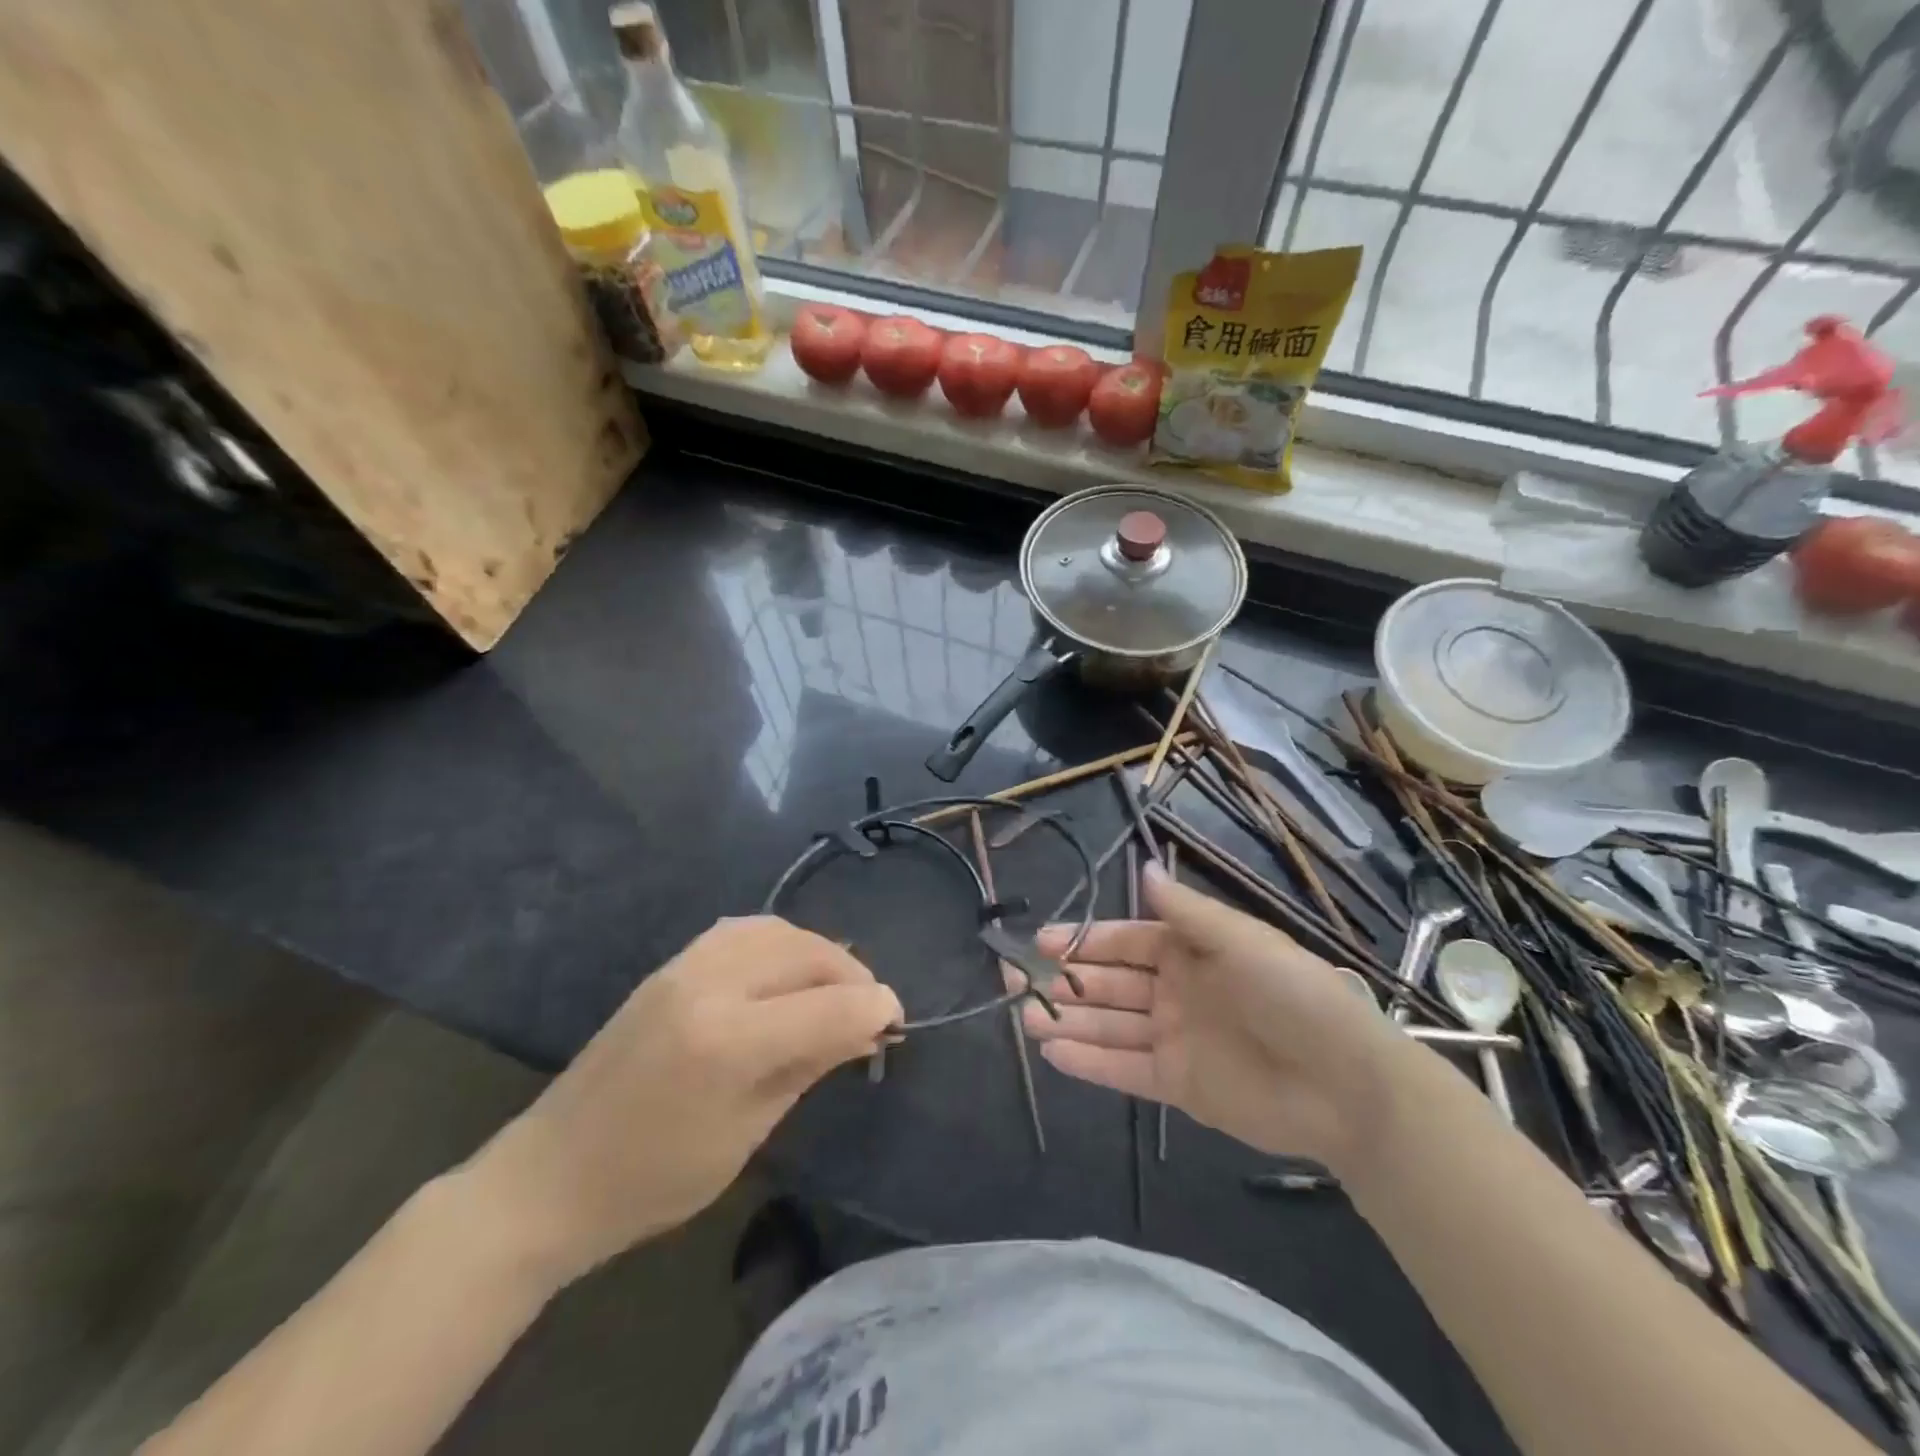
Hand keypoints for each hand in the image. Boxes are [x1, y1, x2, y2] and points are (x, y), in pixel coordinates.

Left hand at [468, 917, 900, 1285]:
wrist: (550, 1176)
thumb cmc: (654, 1179)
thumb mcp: (747, 1133)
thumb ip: (809, 1066)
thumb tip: (868, 1027)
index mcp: (730, 1042)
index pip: (829, 1006)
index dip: (875, 1008)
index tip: (896, 1022)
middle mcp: (710, 985)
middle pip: (808, 953)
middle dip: (852, 976)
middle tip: (870, 1010)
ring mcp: (685, 967)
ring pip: (777, 930)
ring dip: (817, 952)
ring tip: (833, 987)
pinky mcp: (670, 965)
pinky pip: (742, 930)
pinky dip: (779, 942)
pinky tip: (786, 971)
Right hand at [1008, 863, 1412, 1173]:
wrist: (1345, 1083)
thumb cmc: (1292, 994)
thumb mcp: (1239, 939)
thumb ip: (1185, 911)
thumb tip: (1146, 867)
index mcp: (1189, 951)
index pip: (1124, 940)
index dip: (1083, 940)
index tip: (1039, 942)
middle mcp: (1175, 991)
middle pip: (1108, 983)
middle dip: (1062, 979)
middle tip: (1011, 978)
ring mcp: (1174, 1038)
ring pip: (1109, 1025)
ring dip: (1067, 1020)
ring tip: (1022, 1017)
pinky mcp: (1177, 1084)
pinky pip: (1123, 1069)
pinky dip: (1089, 1062)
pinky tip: (1052, 1053)